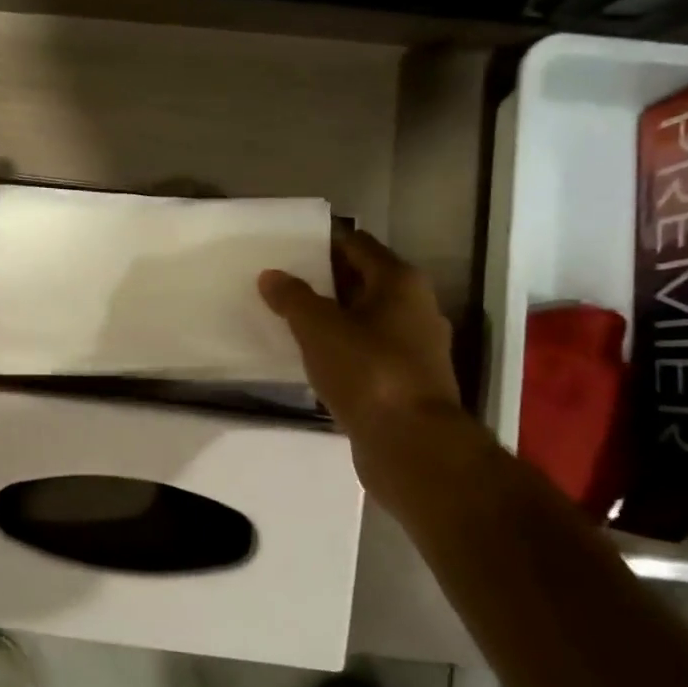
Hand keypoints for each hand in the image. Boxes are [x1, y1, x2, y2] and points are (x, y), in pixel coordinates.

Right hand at [258, 225, 460, 440]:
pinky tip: (313, 359)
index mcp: (400, 282)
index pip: (358, 245)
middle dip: (324, 281)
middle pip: (363, 282)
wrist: (410, 443)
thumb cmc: (368, 371)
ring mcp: (415, 347)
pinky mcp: (406, 381)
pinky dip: (342, 349)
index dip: (323, 243)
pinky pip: (368, 352)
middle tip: (281, 283)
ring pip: (365, 320)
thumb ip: (293, 298)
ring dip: (332, 318)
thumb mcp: (319, 328)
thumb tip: (271, 275)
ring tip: (290, 320)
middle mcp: (415, 307)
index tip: (288, 247)